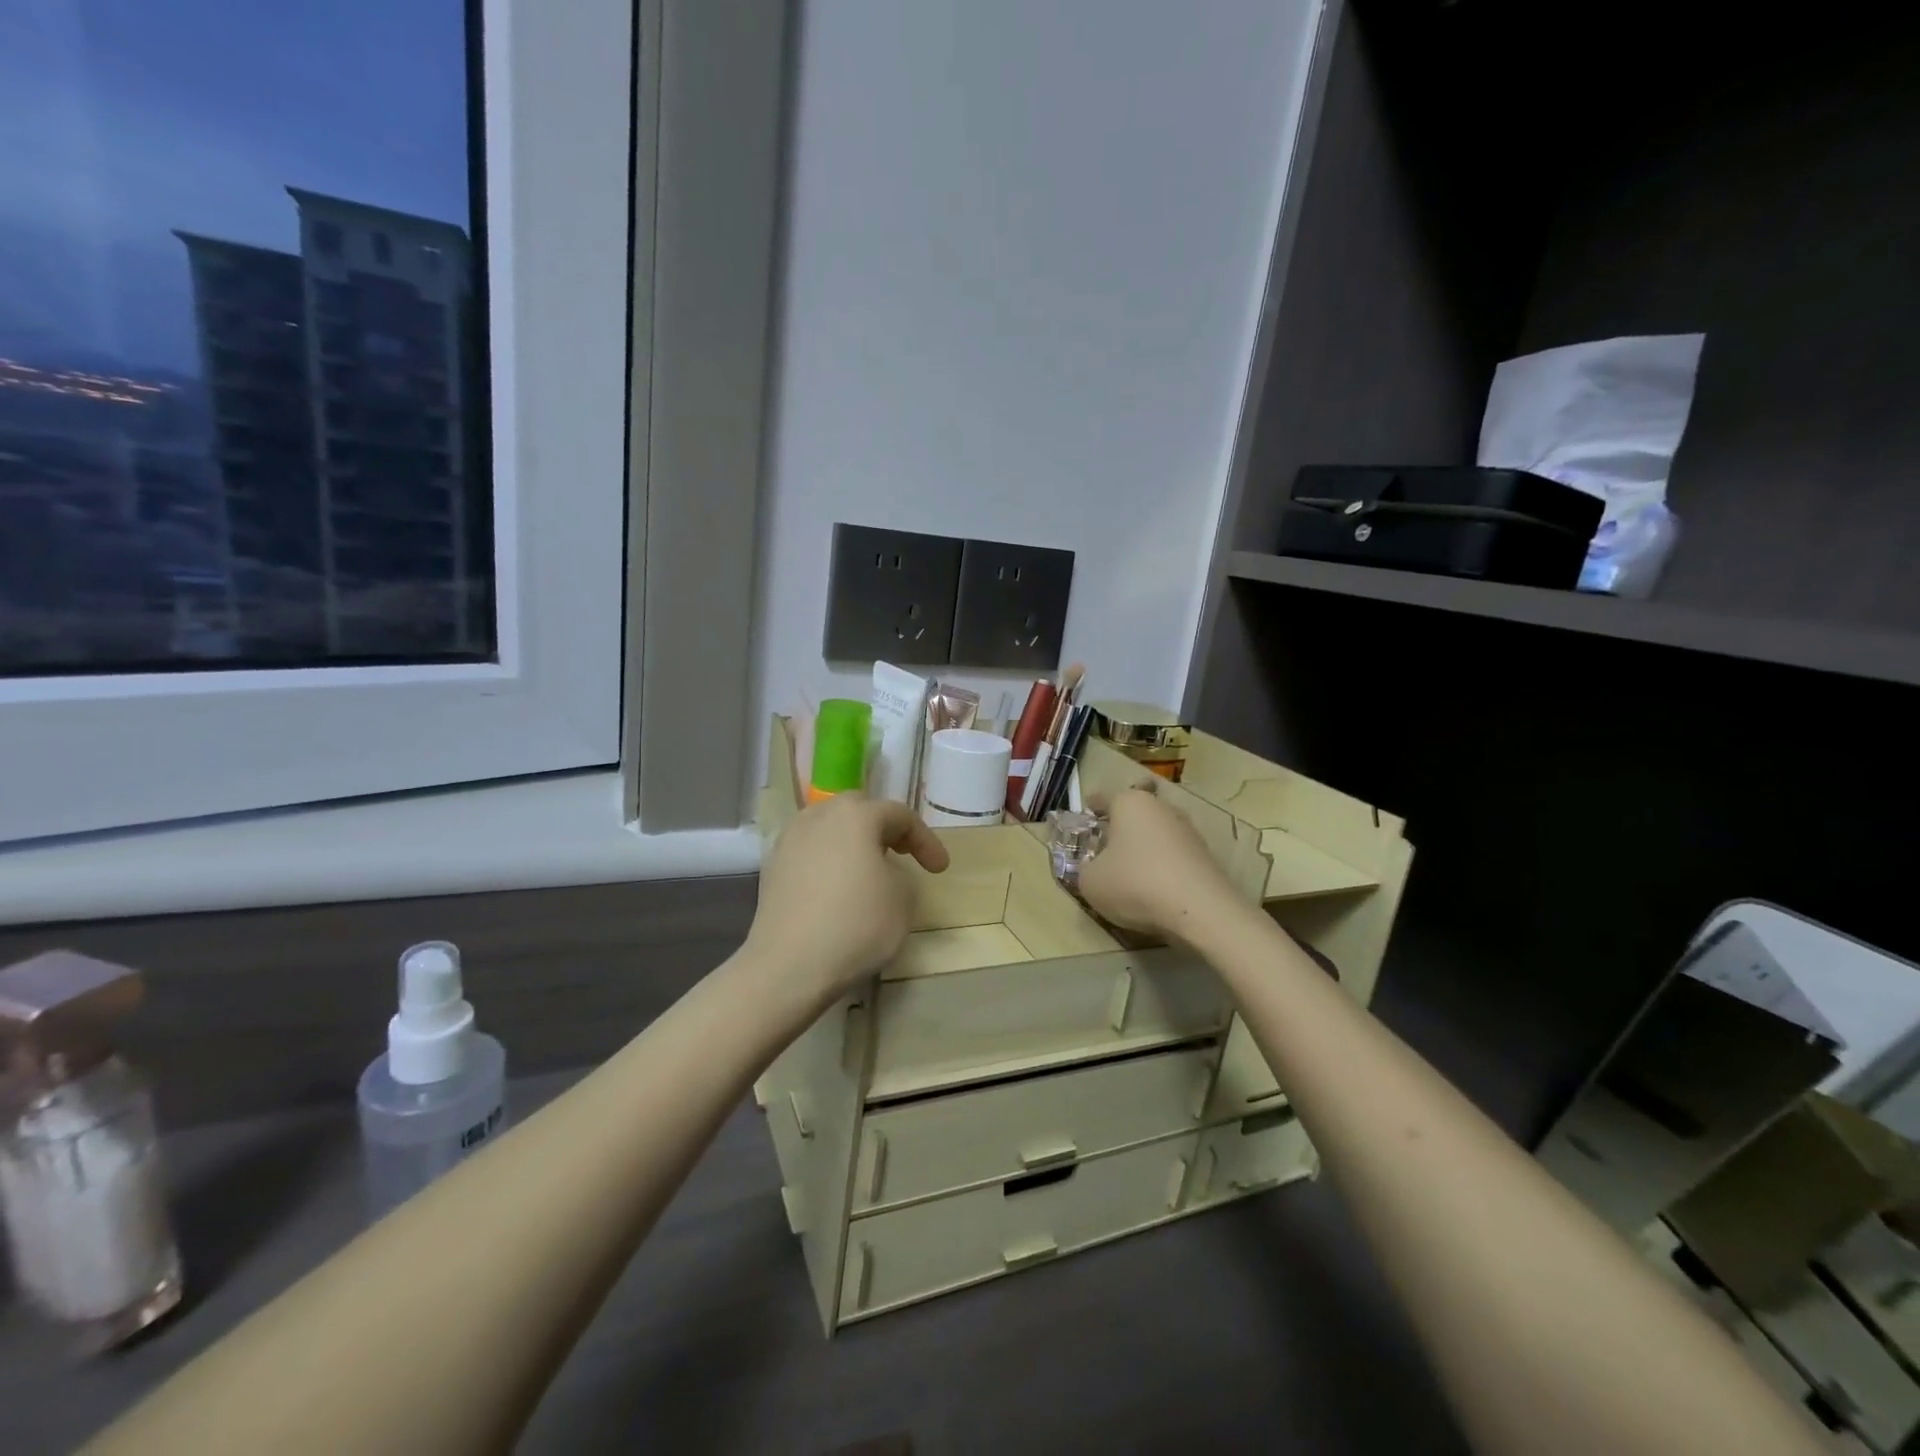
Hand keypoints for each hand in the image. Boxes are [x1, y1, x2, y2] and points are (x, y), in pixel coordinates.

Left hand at [745, 793, 948, 1000]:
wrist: (789, 965)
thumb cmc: (856, 924)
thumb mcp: (902, 899)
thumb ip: (900, 873)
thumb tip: (881, 872)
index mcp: (855, 815)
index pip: (900, 815)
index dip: (926, 840)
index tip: (940, 869)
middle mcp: (819, 816)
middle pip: (859, 811)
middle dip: (884, 829)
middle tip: (902, 854)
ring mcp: (790, 840)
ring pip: (830, 829)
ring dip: (853, 843)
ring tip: (868, 870)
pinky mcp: (773, 868)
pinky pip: (811, 853)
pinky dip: (829, 862)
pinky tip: (838, 889)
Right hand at [1078, 787, 1243, 942]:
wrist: (1201, 910)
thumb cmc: (1135, 883)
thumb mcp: (1090, 881)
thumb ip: (1085, 869)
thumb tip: (1095, 868)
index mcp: (1130, 803)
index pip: (1104, 797)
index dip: (1092, 806)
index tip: (1086, 812)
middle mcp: (1161, 808)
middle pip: (1135, 811)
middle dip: (1121, 825)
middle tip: (1106, 844)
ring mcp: (1188, 830)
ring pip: (1157, 832)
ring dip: (1144, 846)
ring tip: (1129, 869)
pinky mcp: (1205, 856)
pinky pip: (1173, 855)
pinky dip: (1162, 865)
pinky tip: (1154, 886)